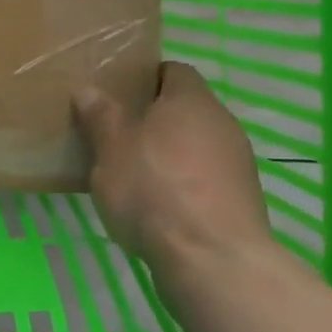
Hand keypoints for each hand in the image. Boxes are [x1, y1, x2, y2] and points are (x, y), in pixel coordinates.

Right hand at [74, 61, 274, 271]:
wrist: (213, 261)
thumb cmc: (154, 188)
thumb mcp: (111, 148)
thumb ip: (100, 116)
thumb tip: (88, 90)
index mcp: (192, 99)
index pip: (174, 70)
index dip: (147, 78)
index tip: (120, 94)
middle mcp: (222, 123)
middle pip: (187, 110)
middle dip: (156, 120)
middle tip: (119, 134)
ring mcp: (238, 165)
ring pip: (198, 147)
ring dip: (172, 155)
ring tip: (135, 175)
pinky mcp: (243, 203)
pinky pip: (207, 180)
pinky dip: (186, 186)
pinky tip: (160, 208)